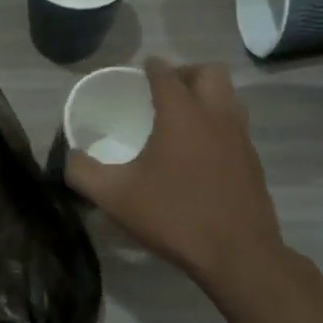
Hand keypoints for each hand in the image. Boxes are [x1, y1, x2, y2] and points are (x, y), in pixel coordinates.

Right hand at [64, 59, 287, 293]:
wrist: (237, 254)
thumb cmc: (173, 216)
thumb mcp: (114, 196)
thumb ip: (83, 172)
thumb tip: (69, 157)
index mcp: (181, 115)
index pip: (166, 74)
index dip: (150, 68)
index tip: (139, 71)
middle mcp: (215, 116)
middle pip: (208, 73)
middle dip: (185, 73)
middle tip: (163, 91)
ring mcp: (240, 138)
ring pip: (228, 97)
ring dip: (206, 96)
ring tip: (180, 117)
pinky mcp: (253, 161)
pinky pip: (235, 125)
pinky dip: (217, 123)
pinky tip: (198, 151)